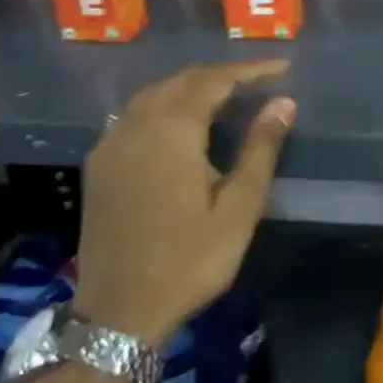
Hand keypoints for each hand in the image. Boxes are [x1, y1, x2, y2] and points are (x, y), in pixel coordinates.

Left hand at [74, 62, 295, 347]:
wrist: (119, 314)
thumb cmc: (189, 260)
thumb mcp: (240, 207)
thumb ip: (261, 149)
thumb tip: (283, 103)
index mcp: (172, 132)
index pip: (214, 80)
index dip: (250, 69)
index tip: (283, 68)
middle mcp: (136, 127)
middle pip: (181, 80)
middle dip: (222, 74)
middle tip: (260, 80)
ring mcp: (111, 145)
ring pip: (154, 94)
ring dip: (192, 86)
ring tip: (227, 94)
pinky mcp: (99, 166)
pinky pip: (134, 114)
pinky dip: (165, 104)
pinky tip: (182, 122)